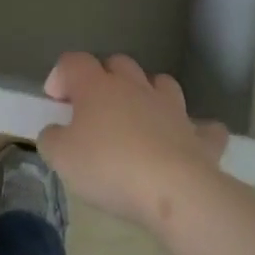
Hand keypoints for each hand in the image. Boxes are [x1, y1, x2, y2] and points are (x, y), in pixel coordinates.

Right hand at [38, 52, 228, 229]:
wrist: (174, 192)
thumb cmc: (109, 167)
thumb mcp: (61, 156)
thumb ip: (52, 138)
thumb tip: (57, 132)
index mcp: (97, 87)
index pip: (74, 62)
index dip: (61, 75)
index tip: (55, 101)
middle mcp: (135, 87)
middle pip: (118, 64)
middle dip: (104, 77)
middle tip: (94, 108)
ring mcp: (172, 109)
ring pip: (162, 83)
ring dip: (149, 93)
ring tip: (139, 117)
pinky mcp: (200, 136)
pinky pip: (203, 127)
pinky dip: (196, 131)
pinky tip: (188, 143)